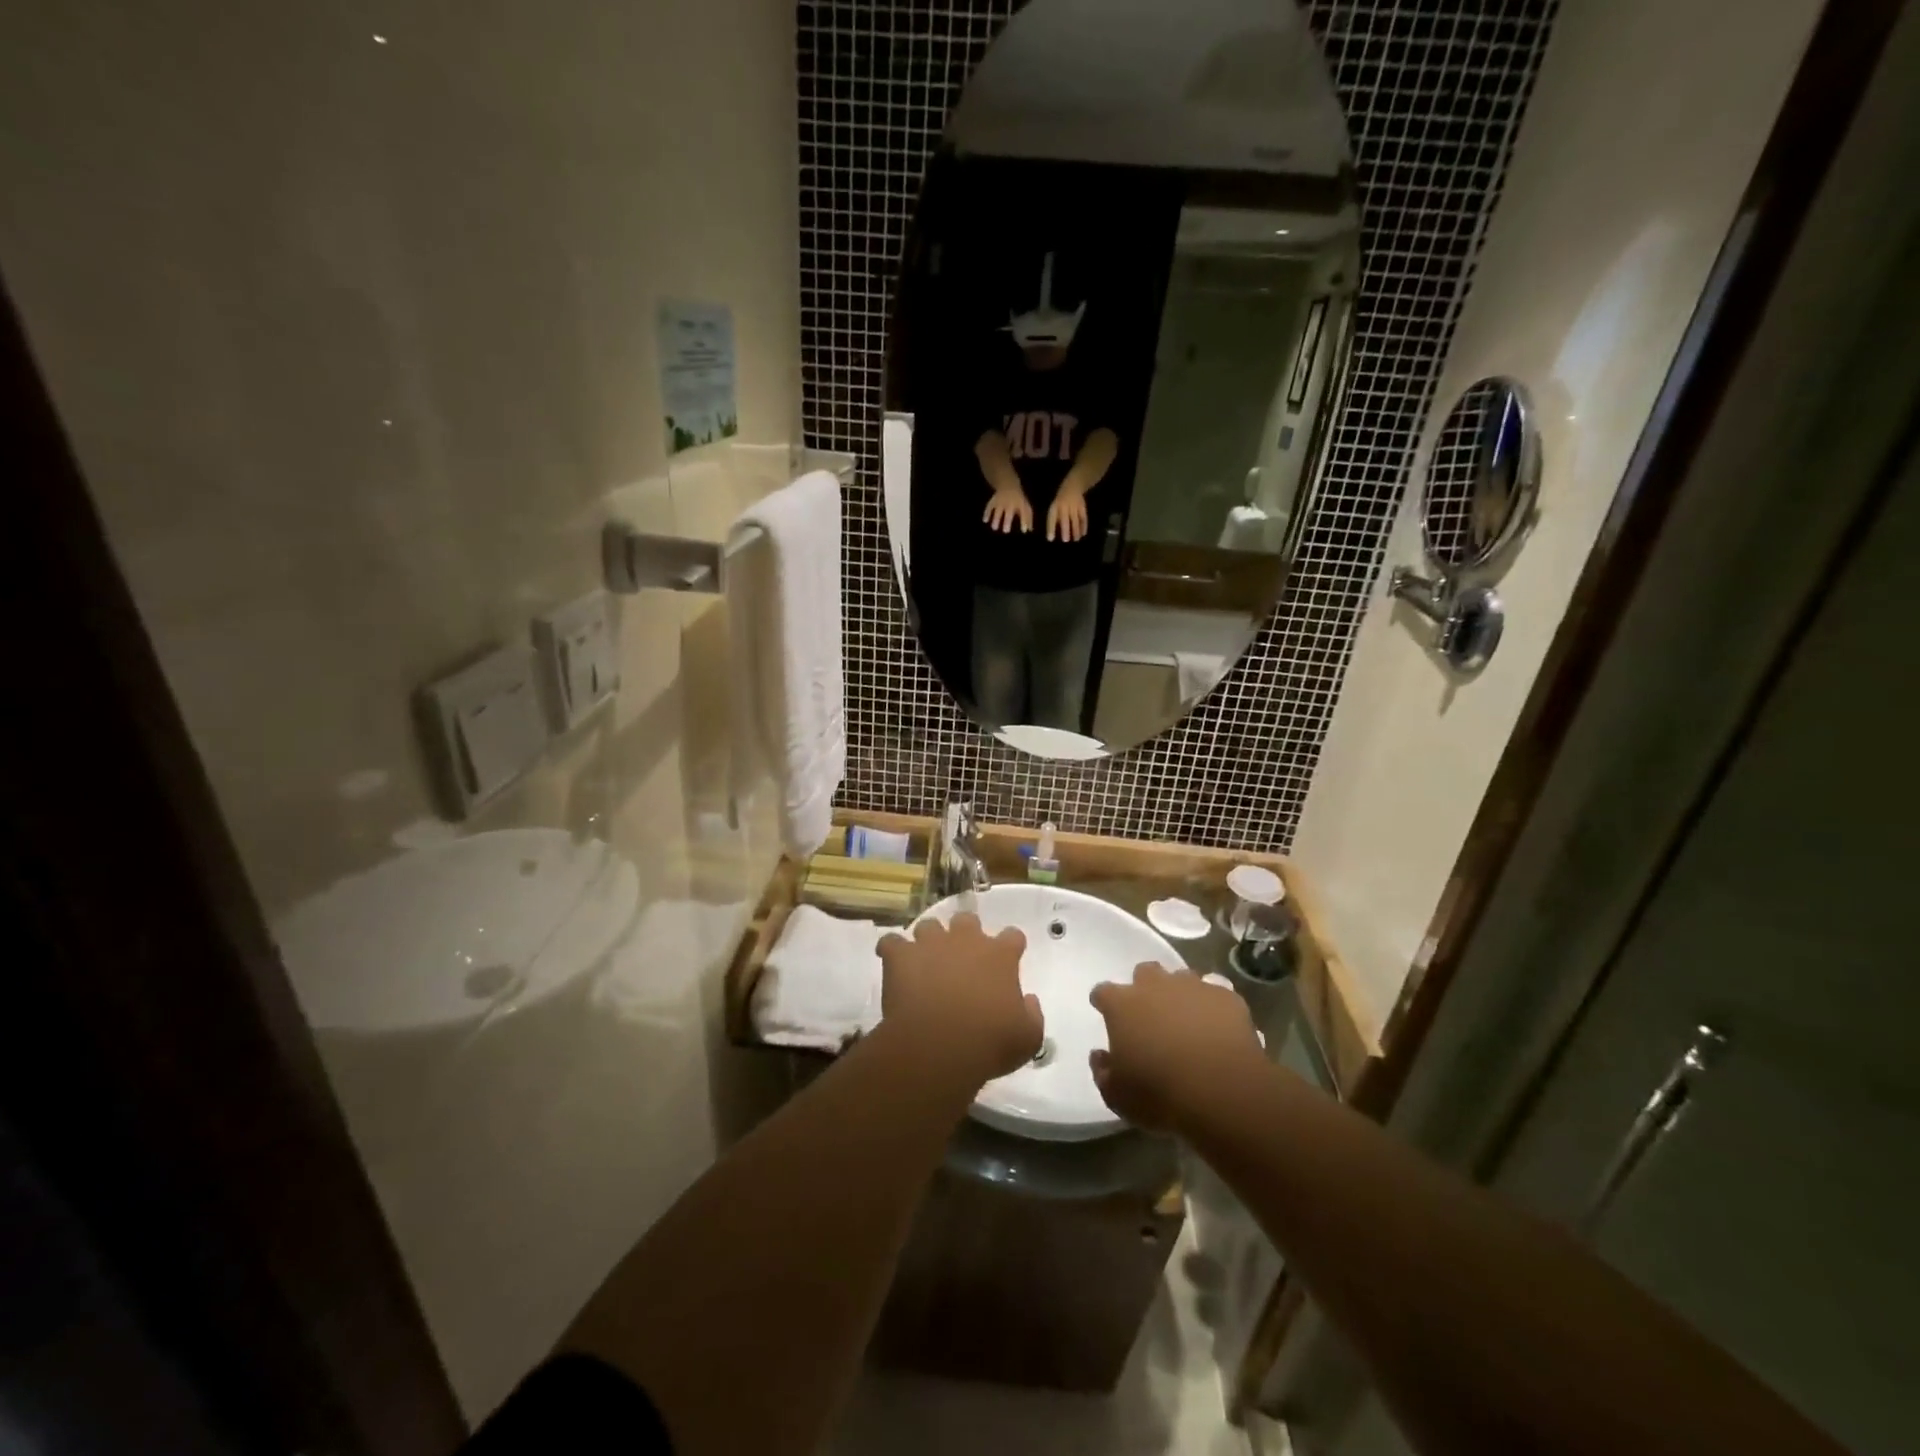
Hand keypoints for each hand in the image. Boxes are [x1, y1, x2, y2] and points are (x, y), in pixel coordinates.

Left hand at [877, 913, 1042, 1085]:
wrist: (939, 1046)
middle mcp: (966, 941)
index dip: (1010, 946)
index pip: (1013, 936)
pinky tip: (892, 961)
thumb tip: (1029, 1000)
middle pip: (967, 921)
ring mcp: (930, 944)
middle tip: (961, 958)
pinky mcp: (900, 956)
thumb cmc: (990, 1043)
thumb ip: (1032, 1015)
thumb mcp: (1028, 1038)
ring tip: (925, 961)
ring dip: (928, 940)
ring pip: (929, 926)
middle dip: (965, 934)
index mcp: (1000, 956)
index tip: (1007, 960)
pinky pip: (891, 942)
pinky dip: (891, 950)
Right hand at [984, 486, 1033, 533]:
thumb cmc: (1018, 500)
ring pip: (998, 510)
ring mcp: (1001, 501)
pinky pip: (989, 506)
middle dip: (1007, 521)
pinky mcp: (994, 501)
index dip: (1024, 521)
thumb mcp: (1025, 506)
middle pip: (1008, 512)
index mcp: (1020, 504)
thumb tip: (1029, 530)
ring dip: (996, 519)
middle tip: (1006, 531)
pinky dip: (986, 513)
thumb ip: (1028, 518)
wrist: (1008, 484)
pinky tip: (985, 520)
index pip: (1023, 513)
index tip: (1023, 531)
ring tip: (994, 528)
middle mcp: (1010, 502)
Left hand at [1046, 483, 1089, 541]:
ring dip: (1076, 530)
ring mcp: (1074, 506)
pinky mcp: (1082, 507)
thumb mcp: (1054, 507)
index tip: (1050, 539)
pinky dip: (1084, 526)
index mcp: (1055, 506)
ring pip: (1075, 519)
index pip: (1052, 518)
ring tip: (1076, 540)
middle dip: (1065, 530)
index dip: (1051, 528)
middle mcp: (1064, 506)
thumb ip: (1054, 519)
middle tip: (1066, 541)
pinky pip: (1083, 517)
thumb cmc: (1061, 500)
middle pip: (1065, 519)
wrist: (1074, 485)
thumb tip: (1053, 535)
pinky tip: (1083, 534)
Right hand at [1089, 963, 1262, 1131]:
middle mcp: (1155, 986)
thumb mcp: (1118, 1097)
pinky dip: (1213, 1008)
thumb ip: (1103, 1072)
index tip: (1106, 1013)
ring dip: (1180, 995)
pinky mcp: (1226, 997)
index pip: (1103, 992)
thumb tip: (1100, 1056)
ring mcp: (1193, 987)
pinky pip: (1215, 994)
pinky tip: (1218, 1029)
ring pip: (1182, 978)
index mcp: (1121, 1005)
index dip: (1105, 1002)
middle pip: (1144, 972)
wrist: (1222, 1092)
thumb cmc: (1160, 1094)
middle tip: (1151, 1016)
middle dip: (1145, 989)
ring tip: (1187, 1022)